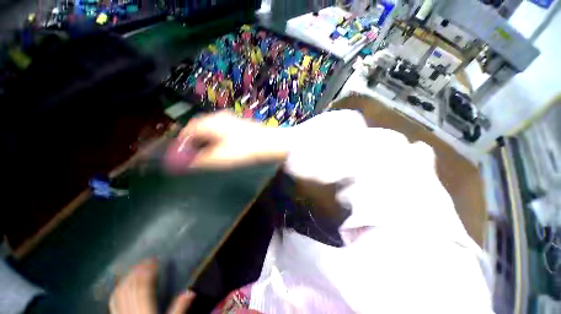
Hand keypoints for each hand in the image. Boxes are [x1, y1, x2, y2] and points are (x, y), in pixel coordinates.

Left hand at [109, 260, 194, 313]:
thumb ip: (179, 309)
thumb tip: (190, 291)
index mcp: (145, 311)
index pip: (144, 287)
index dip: (148, 271)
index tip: (154, 260)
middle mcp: (131, 311)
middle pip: (131, 287)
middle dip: (138, 271)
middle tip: (146, 260)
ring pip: (120, 292)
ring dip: (127, 278)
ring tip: (135, 268)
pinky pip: (113, 301)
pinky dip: (118, 289)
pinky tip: (122, 284)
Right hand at [169, 112, 289, 168]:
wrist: (270, 143)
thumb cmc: (244, 149)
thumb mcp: (220, 157)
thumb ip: (199, 160)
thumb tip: (182, 164)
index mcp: (211, 122)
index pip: (189, 130)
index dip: (182, 143)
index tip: (180, 155)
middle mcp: (219, 117)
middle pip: (199, 128)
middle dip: (193, 141)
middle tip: (192, 155)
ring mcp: (231, 119)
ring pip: (210, 129)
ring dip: (205, 140)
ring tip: (205, 153)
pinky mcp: (239, 124)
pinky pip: (221, 130)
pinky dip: (216, 138)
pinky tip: (221, 147)